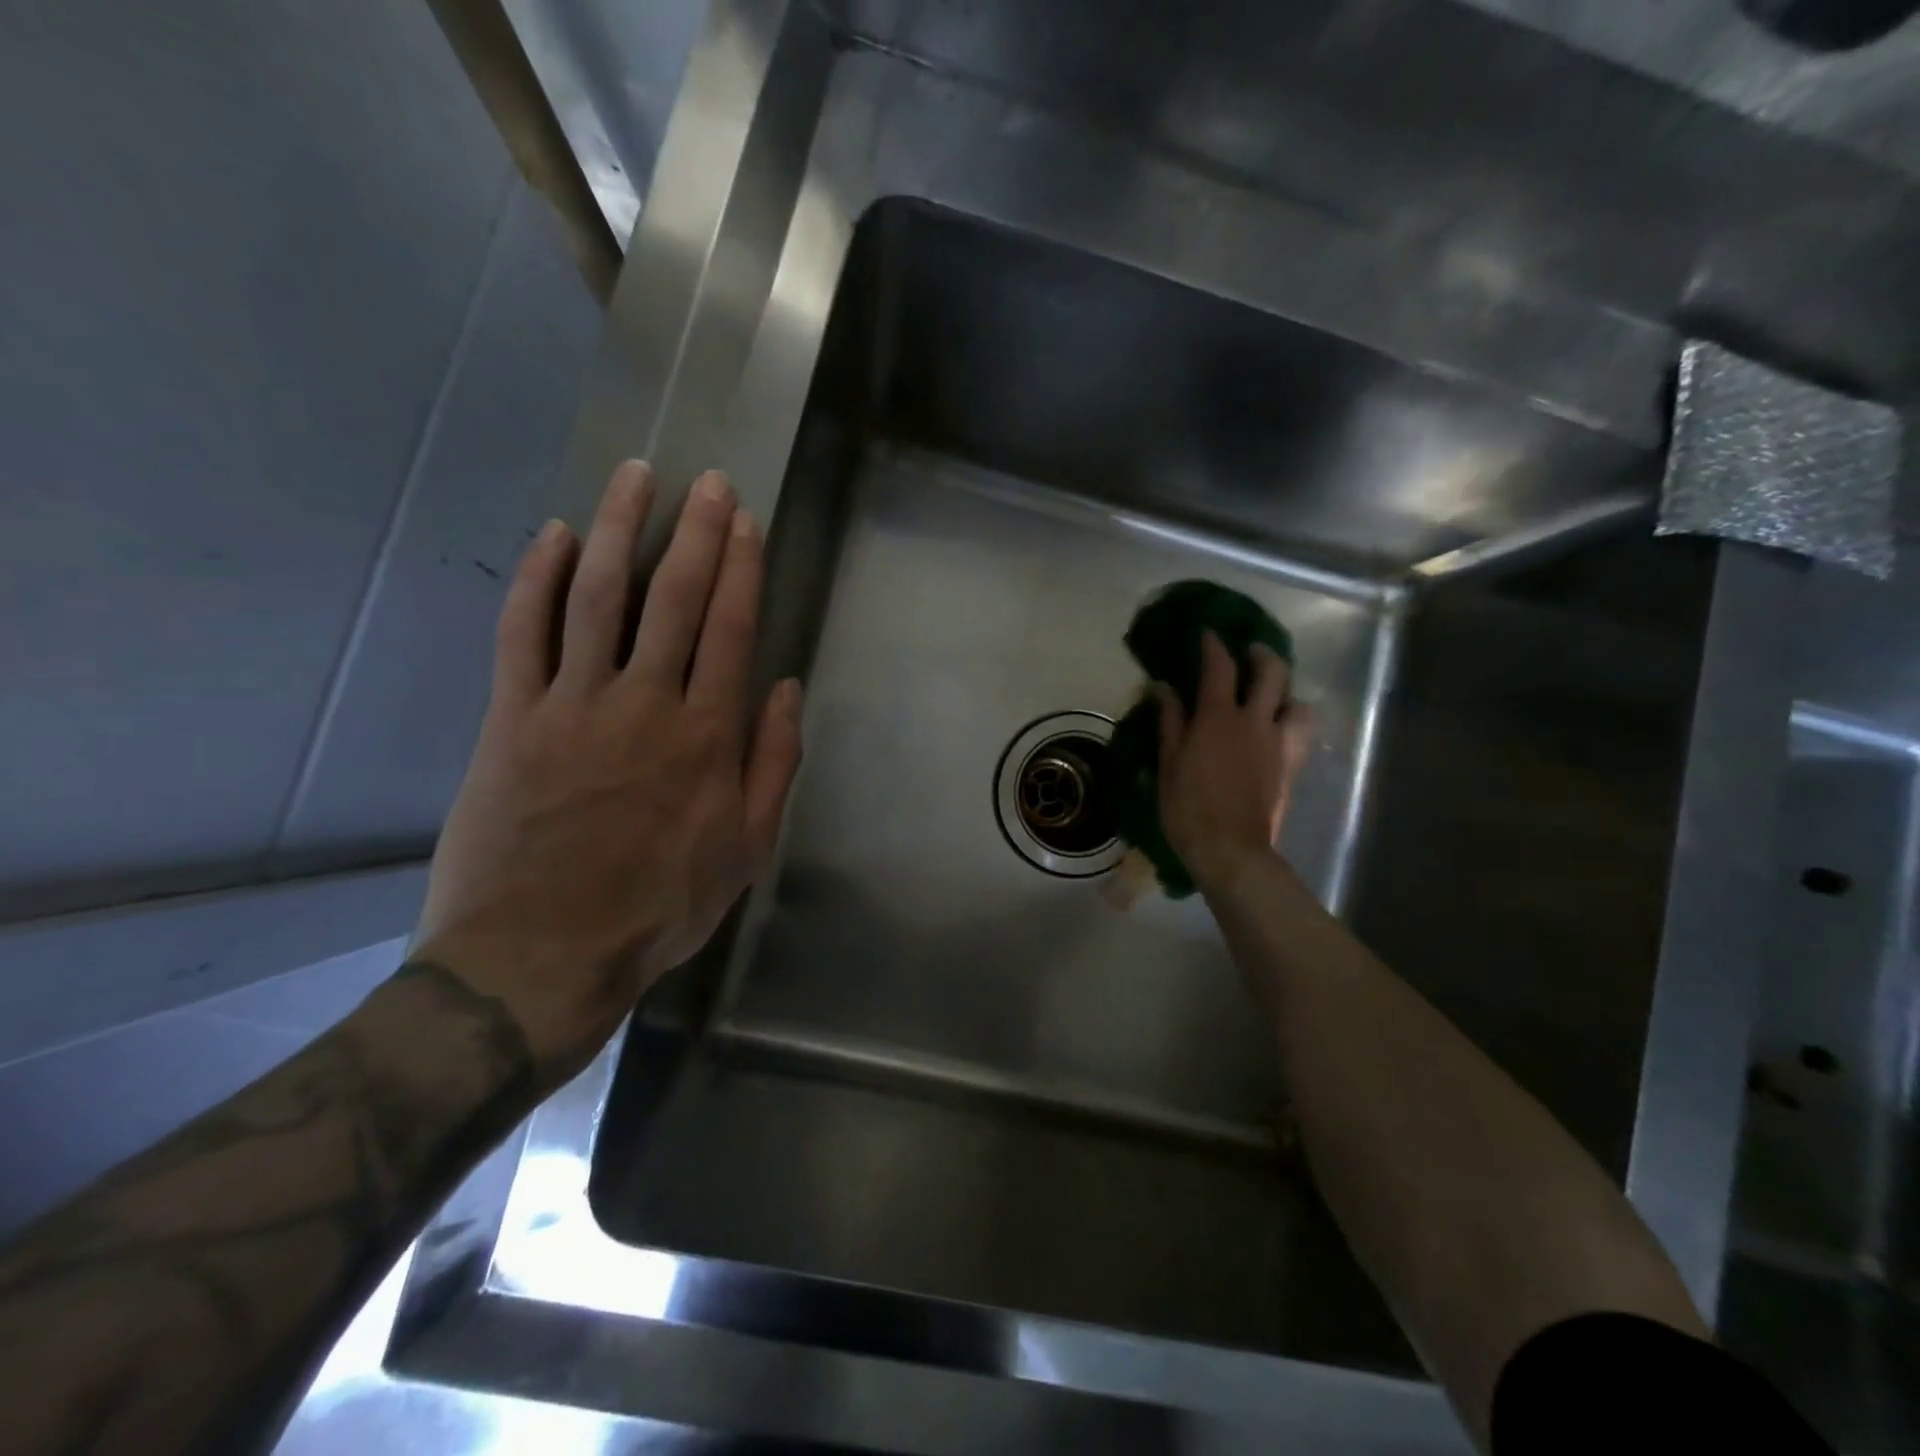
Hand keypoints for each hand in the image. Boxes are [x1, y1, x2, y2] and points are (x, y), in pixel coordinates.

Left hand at [415, 462, 803, 1074]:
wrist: (540, 957)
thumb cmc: (658, 907)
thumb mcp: (745, 849)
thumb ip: (772, 764)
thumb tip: (786, 688)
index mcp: (706, 737)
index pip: (730, 630)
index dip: (740, 569)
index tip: (745, 520)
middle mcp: (644, 704)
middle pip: (672, 598)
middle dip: (694, 532)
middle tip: (707, 480)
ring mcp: (571, 704)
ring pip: (597, 596)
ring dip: (619, 529)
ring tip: (635, 476)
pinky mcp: (510, 718)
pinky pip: (523, 633)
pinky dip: (537, 579)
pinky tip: (554, 536)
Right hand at [1155, 632, 1312, 896]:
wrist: (1231, 849)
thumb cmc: (1188, 807)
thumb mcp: (1169, 762)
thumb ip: (1169, 720)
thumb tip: (1162, 686)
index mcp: (1218, 718)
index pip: (1220, 667)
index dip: (1214, 645)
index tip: (1208, 633)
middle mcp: (1255, 721)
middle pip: (1271, 673)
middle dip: (1261, 654)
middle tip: (1249, 651)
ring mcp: (1278, 743)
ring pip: (1298, 702)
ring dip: (1287, 690)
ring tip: (1274, 693)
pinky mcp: (1290, 766)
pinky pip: (1302, 734)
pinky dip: (1294, 722)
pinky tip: (1281, 728)